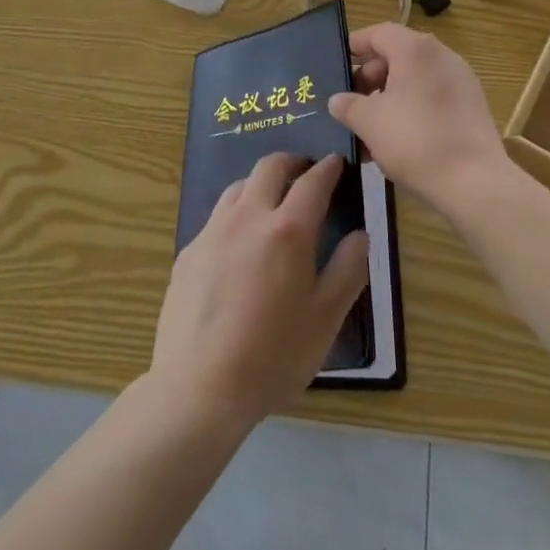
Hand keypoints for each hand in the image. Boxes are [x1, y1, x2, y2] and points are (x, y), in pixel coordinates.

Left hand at [149, 153, 369, 432]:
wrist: (198, 387)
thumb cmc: (272, 358)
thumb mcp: (325, 320)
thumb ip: (348, 271)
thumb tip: (360, 236)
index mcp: (287, 230)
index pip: (313, 182)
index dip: (328, 168)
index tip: (337, 162)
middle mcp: (248, 217)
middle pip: (270, 167)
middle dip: (292, 162)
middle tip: (306, 172)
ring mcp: (213, 231)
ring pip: (239, 186)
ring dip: (260, 183)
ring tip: (272, 202)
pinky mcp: (189, 251)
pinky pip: (217, 217)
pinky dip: (236, 214)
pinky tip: (239, 244)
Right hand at [331, 23, 509, 218]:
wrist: (474, 183)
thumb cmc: (415, 140)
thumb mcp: (369, 123)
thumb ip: (348, 106)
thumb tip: (338, 100)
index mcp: (415, 49)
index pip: (378, 33)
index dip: (355, 46)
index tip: (338, 65)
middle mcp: (441, 55)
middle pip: (398, 54)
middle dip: (371, 77)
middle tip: (352, 103)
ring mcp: (461, 80)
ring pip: (415, 79)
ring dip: (390, 97)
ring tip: (370, 128)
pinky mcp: (472, 106)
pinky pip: (433, 96)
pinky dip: (412, 108)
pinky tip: (397, 140)